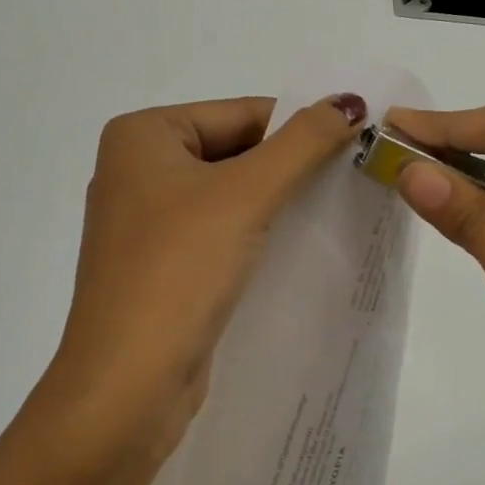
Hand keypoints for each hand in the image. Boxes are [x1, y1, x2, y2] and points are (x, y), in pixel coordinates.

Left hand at [47, 94, 367, 450]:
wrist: (127, 385)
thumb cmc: (180, 270)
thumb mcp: (247, 194)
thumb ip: (303, 142)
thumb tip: (350, 100)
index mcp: (142, 135)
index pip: (241, 113)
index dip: (300, 128)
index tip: (357, 147)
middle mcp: (136, 169)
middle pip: (234, 150)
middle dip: (290, 168)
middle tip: (353, 181)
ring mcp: (144, 222)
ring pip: (228, 194)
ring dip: (276, 202)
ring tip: (334, 212)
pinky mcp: (158, 266)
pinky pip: (217, 232)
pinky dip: (255, 234)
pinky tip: (296, 247)